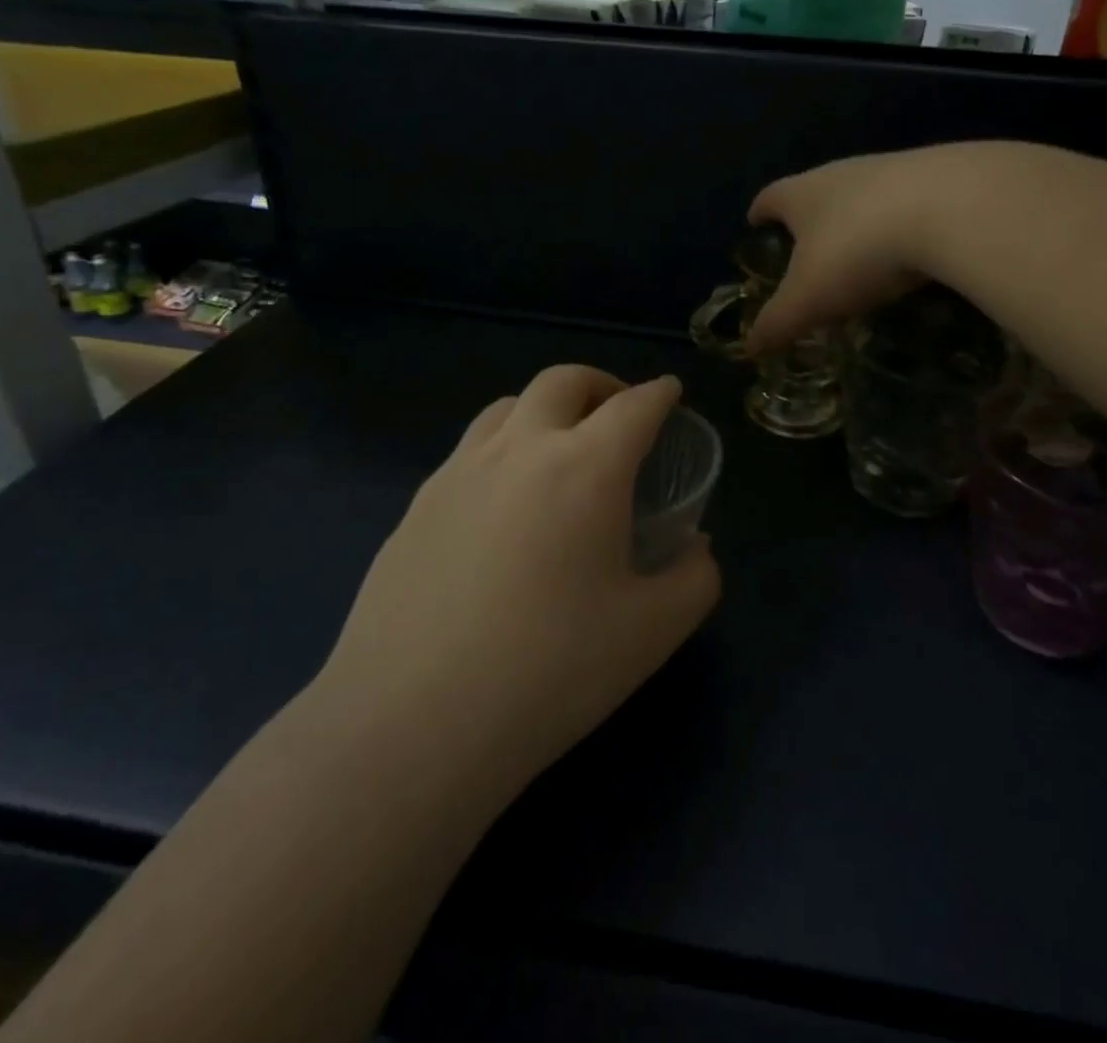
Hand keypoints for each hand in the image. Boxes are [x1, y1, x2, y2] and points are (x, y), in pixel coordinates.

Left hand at [320, 366, 719, 793]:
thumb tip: (696, 549)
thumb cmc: (550, 671)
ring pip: (508, 406)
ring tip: (560, 448)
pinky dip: (503, 449)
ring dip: (545, 409)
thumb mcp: (652, 632)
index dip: (659, 394)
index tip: (670, 392)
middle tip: (619, 413)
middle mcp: (520, 451)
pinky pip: (469, 450)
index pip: (633, 407)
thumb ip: (695, 579)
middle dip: (601, 384)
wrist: (411, 724)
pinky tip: (504, 503)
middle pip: (563, 382)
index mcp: (585, 468)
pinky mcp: (416, 506)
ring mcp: (459, 473)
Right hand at [745, 149, 947, 354]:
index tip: (754, 221)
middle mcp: (844, 173)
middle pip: (816, 190)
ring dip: (858, 220)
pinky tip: (912, 250)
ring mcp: (894, 170)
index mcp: (803, 194)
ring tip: (861, 253)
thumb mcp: (808, 299)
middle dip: (809, 218)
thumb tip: (750, 347)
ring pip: (865, 195)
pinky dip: (902, 224)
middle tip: (807, 247)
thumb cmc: (858, 251)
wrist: (952, 208)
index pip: (770, 197)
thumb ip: (777, 322)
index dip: (760, 212)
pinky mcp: (940, 177)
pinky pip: (909, 203)